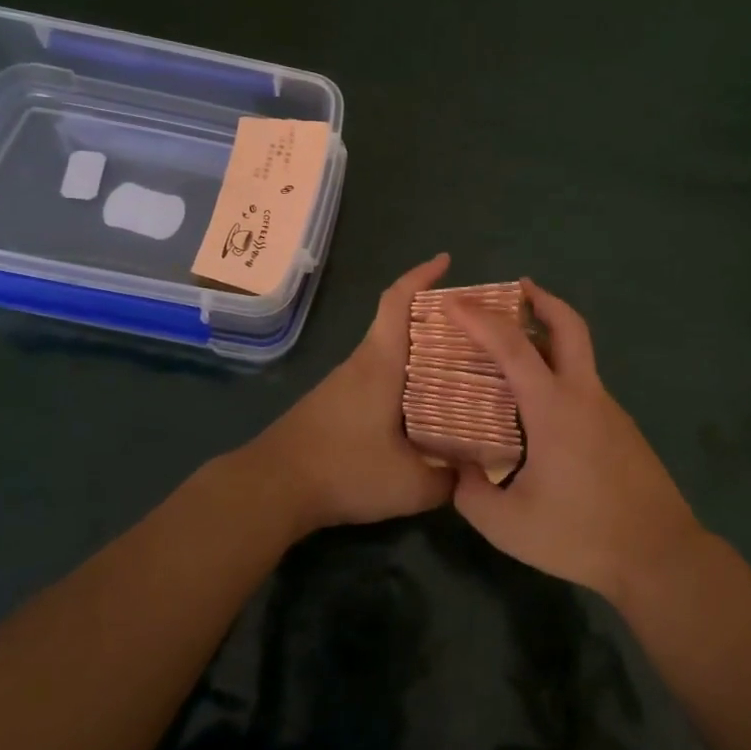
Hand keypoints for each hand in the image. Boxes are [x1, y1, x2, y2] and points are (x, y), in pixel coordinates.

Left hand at [246, 253, 455, 533]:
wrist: (271, 488)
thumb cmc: (343, 470)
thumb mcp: (410, 485)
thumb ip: (450, 479)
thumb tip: (479, 473)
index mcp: (380, 364)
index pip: (397, 302)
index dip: (421, 276)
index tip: (445, 261)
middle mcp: (361, 364)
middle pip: (399, 325)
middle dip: (436, 319)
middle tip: (475, 330)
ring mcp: (343, 384)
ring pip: (388, 353)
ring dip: (420, 352)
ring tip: (460, 368)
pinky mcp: (333, 405)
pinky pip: (377, 376)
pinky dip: (404, 378)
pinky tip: (422, 407)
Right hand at [445, 279, 704, 599]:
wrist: (659, 554)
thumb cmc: (581, 535)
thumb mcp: (507, 525)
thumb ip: (470, 493)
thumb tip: (459, 469)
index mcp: (554, 408)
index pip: (513, 346)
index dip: (480, 319)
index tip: (453, 301)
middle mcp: (585, 395)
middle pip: (569, 326)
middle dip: (542, 299)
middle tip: (516, 289)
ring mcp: (609, 410)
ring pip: (578, 357)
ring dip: (549, 340)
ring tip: (513, 356)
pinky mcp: (622, 429)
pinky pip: (584, 388)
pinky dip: (559, 376)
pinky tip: (540, 411)